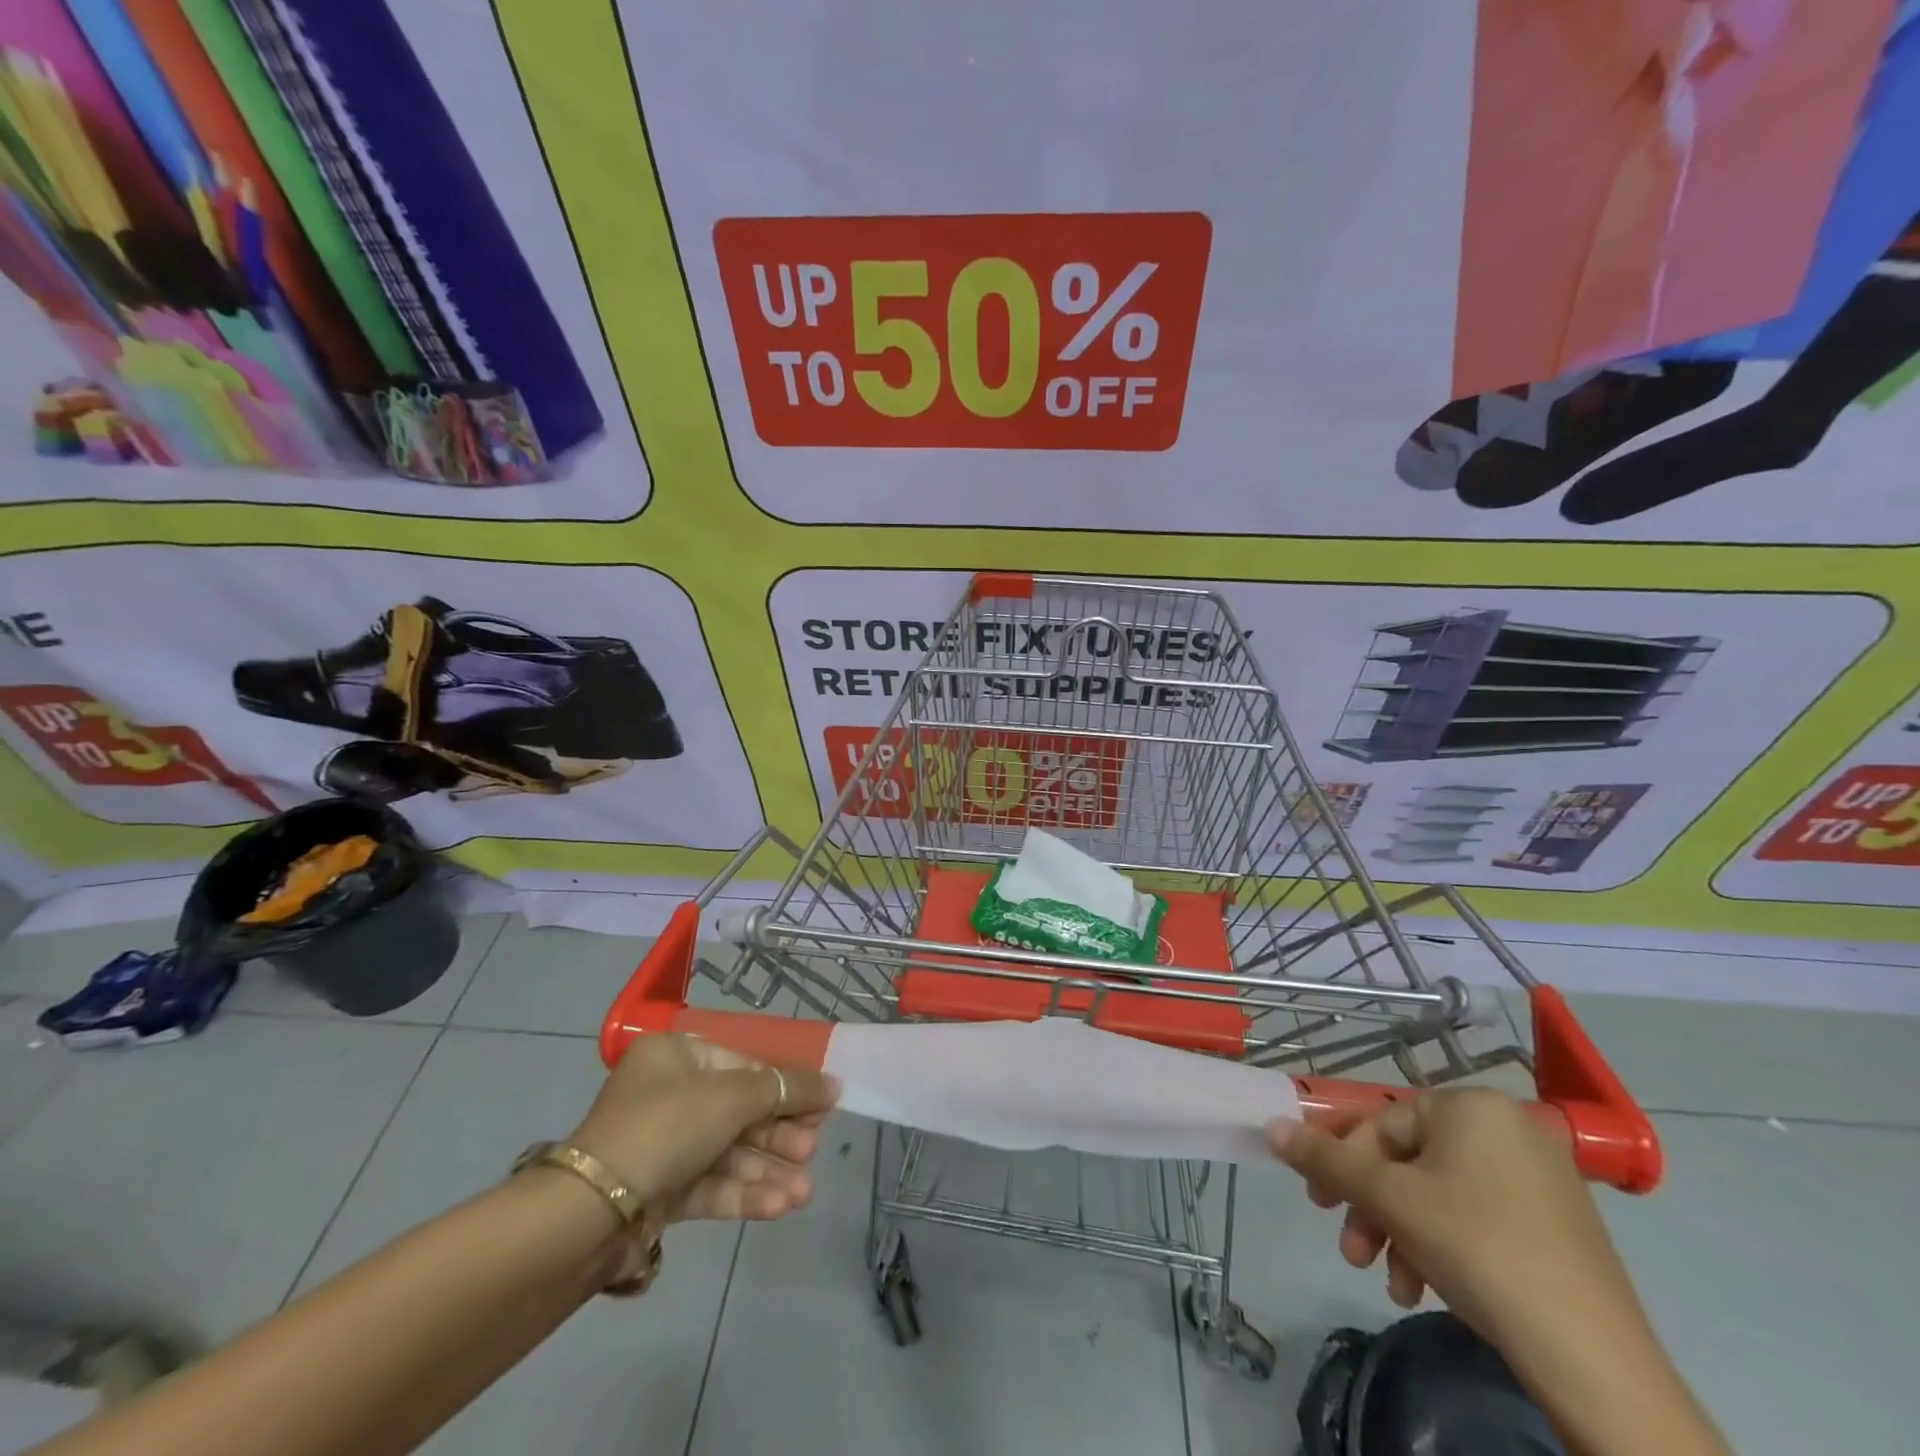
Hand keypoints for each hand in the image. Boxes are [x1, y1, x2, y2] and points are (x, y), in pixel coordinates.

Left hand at [569, 1034, 837, 1225]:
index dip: (785, 1085)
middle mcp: (669, 1094)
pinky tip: (780, 1207)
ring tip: (804, 1192)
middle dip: (779, 1134)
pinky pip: (711, 1185)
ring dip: (769, 1170)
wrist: (590, 1212)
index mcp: (677, 1055)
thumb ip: (785, 1088)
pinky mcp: (660, 1192)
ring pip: (729, 1152)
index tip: (821, 1105)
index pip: (744, 1063)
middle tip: (812, 1149)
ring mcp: (663, 1145)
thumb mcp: (732, 1096)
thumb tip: (833, 1084)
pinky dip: (745, 1193)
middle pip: (740, 1110)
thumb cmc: (666, 1127)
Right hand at [1266, 1088, 1645, 1350]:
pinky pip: (1478, 1217)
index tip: (1321, 1204)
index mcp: (1470, 1105)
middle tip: (1351, 1250)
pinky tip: (1427, 1290)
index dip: (1343, 1162)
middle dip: (1373, 1207)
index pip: (1381, 1123)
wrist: (1593, 1358)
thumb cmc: (1478, 1248)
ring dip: (1402, 1233)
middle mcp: (1507, 1127)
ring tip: (1391, 1283)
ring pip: (1440, 1193)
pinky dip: (1443, 1246)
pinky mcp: (1557, 1225)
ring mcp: (1539, 1177)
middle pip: (1409, 1159)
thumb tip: (1271, 1127)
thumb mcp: (1389, 1199)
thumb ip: (1325, 1158)